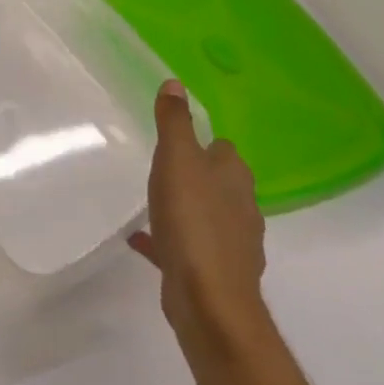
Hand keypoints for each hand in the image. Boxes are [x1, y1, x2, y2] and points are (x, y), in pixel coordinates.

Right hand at [130, 82, 269, 351]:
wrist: (208, 301)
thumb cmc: (192, 220)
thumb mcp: (177, 159)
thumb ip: (175, 122)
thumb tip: (176, 83)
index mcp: (234, 178)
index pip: (223, 150)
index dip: (203, 143)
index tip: (177, 140)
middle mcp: (241, 208)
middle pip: (218, 182)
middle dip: (195, 175)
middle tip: (161, 167)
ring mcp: (231, 245)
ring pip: (206, 216)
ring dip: (185, 207)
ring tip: (152, 202)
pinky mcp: (215, 274)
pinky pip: (188, 247)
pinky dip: (169, 240)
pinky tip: (141, 240)